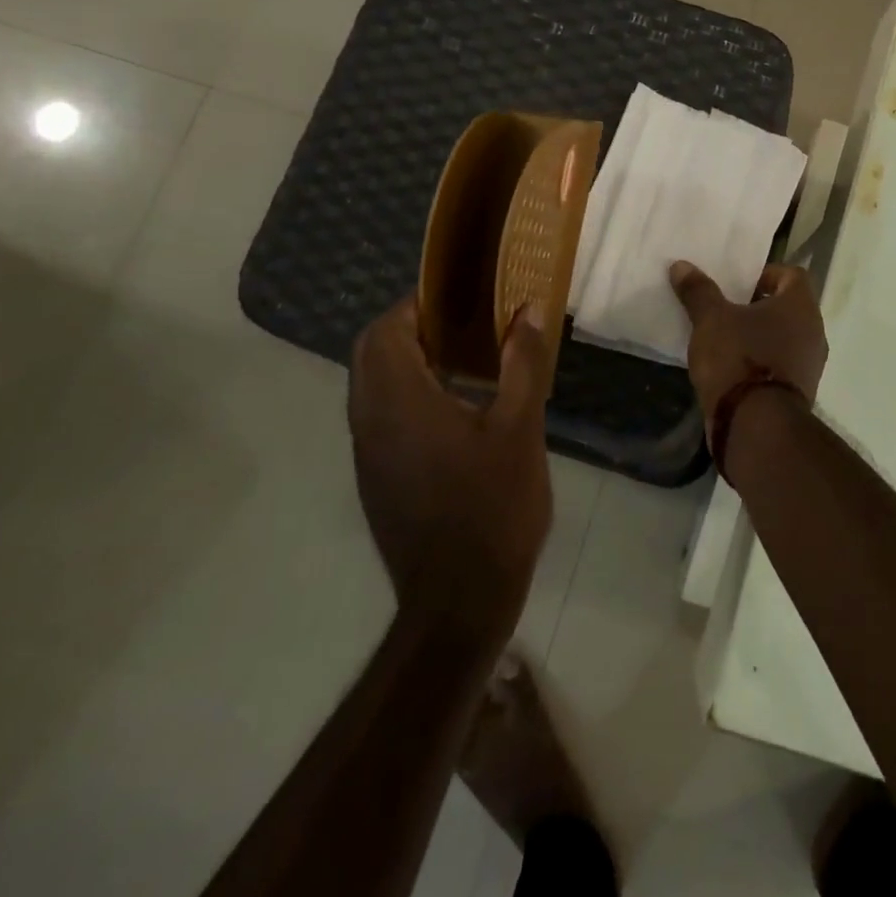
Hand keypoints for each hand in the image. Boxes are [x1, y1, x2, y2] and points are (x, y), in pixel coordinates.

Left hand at [348, 295, 552, 650]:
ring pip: (371, 385)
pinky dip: (405, 393)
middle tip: (464, 325)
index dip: (415, 304)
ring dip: (406, 360)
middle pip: (371, 353)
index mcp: (400, 402)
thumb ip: (522, 364)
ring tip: (465, 359)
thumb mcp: (520, 428)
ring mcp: (367, 453)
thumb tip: (527, 311)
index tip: (458, 297)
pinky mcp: (375, 478)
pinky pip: (379, 414)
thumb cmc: (493, 508)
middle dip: (410, 328)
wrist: (459, 599)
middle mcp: (370, 422)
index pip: (384, 331)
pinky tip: (455, 408)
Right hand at [669, 261, 828, 424]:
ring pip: (785, 338)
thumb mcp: (710, 320)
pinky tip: (733, 370)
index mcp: (800, 306)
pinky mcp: (799, 392)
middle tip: (726, 309)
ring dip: (760, 337)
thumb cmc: (739, 359)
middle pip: (788, 308)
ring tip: (725, 340)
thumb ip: (698, 291)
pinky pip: (780, 366)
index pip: (791, 274)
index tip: (737, 284)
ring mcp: (810, 365)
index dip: (765, 274)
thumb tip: (682, 265)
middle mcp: (814, 332)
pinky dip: (761, 363)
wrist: (756, 426)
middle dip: (758, 307)